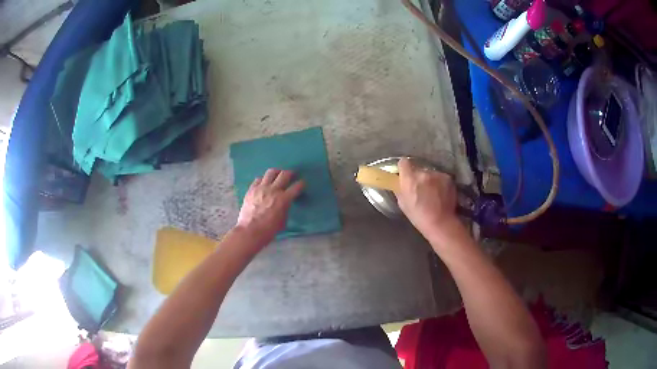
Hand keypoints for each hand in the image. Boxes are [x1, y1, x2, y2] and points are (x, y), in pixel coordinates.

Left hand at [236, 169, 304, 249]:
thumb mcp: (283, 220)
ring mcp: (261, 188)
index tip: (302, 184)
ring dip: (277, 172)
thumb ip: (285, 208)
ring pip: (271, 172)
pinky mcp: (251, 189)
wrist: (250, 231)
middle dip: (290, 173)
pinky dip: (263, 180)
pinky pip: (258, 179)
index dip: (301, 184)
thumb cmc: (268, 230)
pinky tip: (264, 183)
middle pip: (284, 174)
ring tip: (277, 175)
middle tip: (292, 175)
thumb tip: (285, 203)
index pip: (297, 186)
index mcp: (283, 199)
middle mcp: (273, 190)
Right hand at [394, 158, 457, 235]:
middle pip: (418, 169)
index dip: (404, 168)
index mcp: (409, 179)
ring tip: (432, 194)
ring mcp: (437, 174)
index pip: (403, 162)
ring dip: (430, 180)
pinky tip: (441, 195)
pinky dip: (440, 183)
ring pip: (430, 174)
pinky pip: (440, 177)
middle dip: (418, 177)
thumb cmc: (418, 216)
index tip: (405, 174)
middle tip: (420, 189)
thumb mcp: (403, 204)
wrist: (440, 222)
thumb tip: (400, 183)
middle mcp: (423, 173)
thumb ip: (400, 189)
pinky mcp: (448, 178)